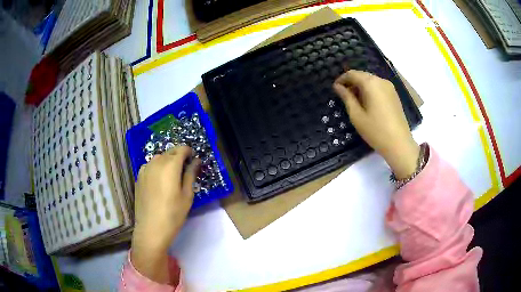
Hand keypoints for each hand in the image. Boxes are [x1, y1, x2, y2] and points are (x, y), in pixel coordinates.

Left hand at [131, 146, 199, 283]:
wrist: (150, 228)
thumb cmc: (173, 214)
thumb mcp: (187, 195)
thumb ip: (191, 174)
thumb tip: (196, 161)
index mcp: (170, 165)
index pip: (182, 149)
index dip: (189, 152)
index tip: (193, 161)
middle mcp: (156, 162)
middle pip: (170, 152)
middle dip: (179, 157)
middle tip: (185, 171)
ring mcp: (145, 168)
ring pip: (159, 158)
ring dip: (167, 162)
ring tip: (172, 177)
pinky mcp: (139, 176)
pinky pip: (150, 165)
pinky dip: (157, 168)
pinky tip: (159, 182)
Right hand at [333, 70, 419, 178]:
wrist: (399, 144)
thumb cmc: (375, 130)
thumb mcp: (356, 115)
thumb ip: (346, 97)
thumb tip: (337, 86)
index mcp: (370, 83)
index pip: (352, 74)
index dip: (341, 79)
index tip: (335, 89)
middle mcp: (381, 80)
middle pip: (362, 75)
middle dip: (351, 83)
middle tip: (343, 95)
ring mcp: (390, 87)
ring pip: (371, 81)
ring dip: (360, 87)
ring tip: (354, 101)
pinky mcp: (394, 94)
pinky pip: (378, 87)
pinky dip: (370, 90)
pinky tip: (367, 103)